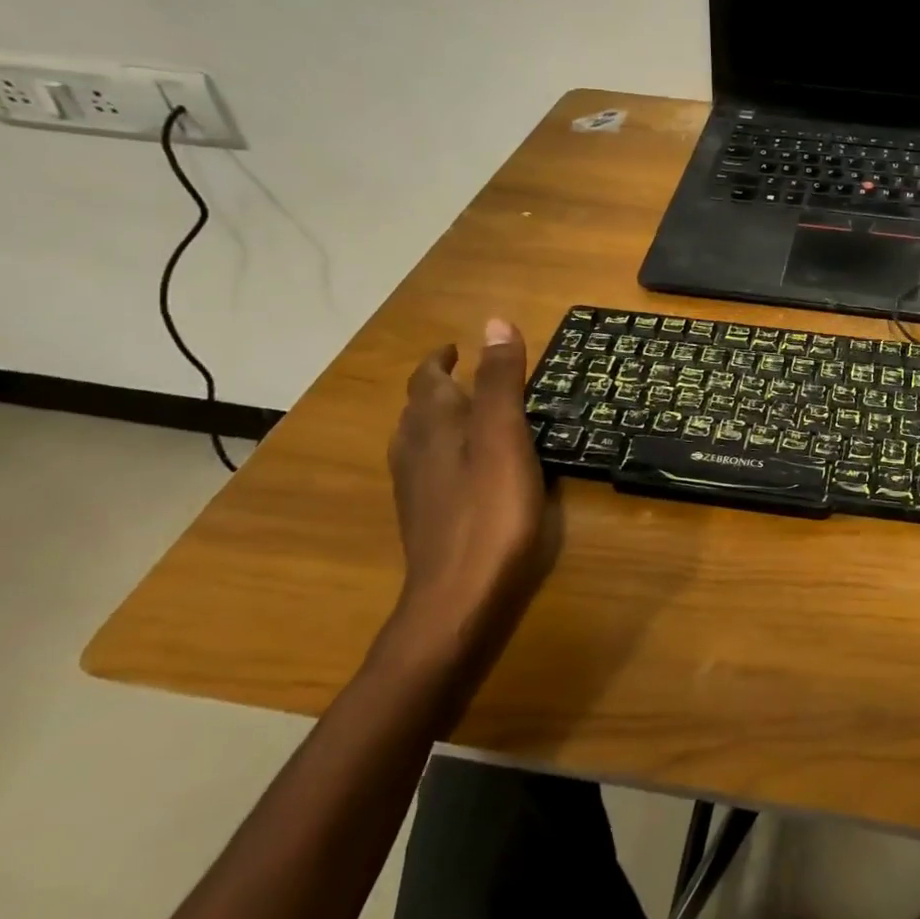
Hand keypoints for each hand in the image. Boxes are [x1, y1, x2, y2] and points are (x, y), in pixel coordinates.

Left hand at [384, 319, 553, 672]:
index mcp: (434, 425)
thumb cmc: (490, 510)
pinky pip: (427, 467)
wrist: (457, 596)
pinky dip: (443, 450)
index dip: (442, 359)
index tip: (458, 346)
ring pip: (418, 439)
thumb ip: (501, 382)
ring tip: (465, 413)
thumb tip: (494, 322)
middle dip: (439, 386)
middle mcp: (415, 449)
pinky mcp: (425, 516)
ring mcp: (416, 487)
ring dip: (437, 417)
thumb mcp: (505, 437)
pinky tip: (464, 467)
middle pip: (419, 407)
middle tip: (468, 375)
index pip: (429, 379)